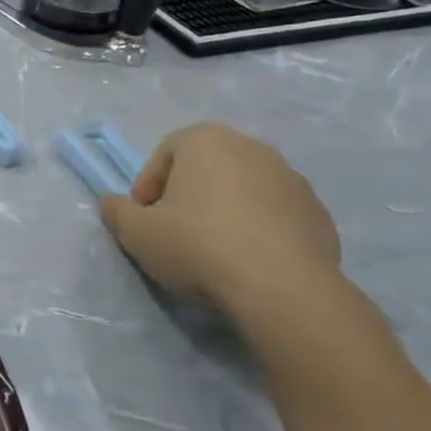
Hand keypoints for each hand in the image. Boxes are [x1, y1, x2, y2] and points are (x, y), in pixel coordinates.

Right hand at [99, 122, 341, 324]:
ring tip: (213, 250)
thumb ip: (116, 211)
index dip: (148, 186)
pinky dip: (257, 229)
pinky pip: (274, 214)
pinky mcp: (319, 214)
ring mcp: (292, 180)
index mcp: (207, 140)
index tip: (145, 218)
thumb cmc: (198, 246)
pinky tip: (247, 261)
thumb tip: (111, 203)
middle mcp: (252, 148)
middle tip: (174, 230)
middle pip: (206, 168)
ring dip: (224, 211)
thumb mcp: (136, 232)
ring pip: (243, 189)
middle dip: (187, 195)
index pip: (165, 153)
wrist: (283, 290)